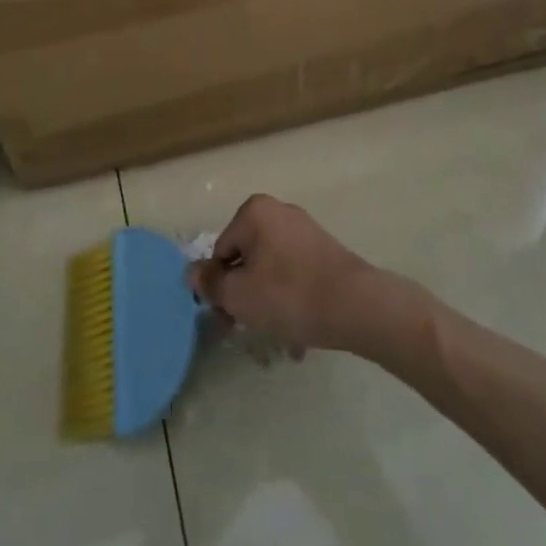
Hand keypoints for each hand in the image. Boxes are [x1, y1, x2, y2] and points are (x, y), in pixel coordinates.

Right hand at [187, 194, 403, 357]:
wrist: (355, 305)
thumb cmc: (289, 295)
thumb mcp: (240, 295)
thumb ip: (211, 284)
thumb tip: (190, 272)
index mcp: (254, 212)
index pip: (221, 251)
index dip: (219, 287)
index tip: (225, 319)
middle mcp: (278, 211)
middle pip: (246, 258)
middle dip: (244, 295)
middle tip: (246, 329)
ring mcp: (304, 229)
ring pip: (271, 269)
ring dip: (267, 302)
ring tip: (277, 335)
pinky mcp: (323, 249)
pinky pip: (294, 274)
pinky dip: (290, 299)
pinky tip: (298, 332)